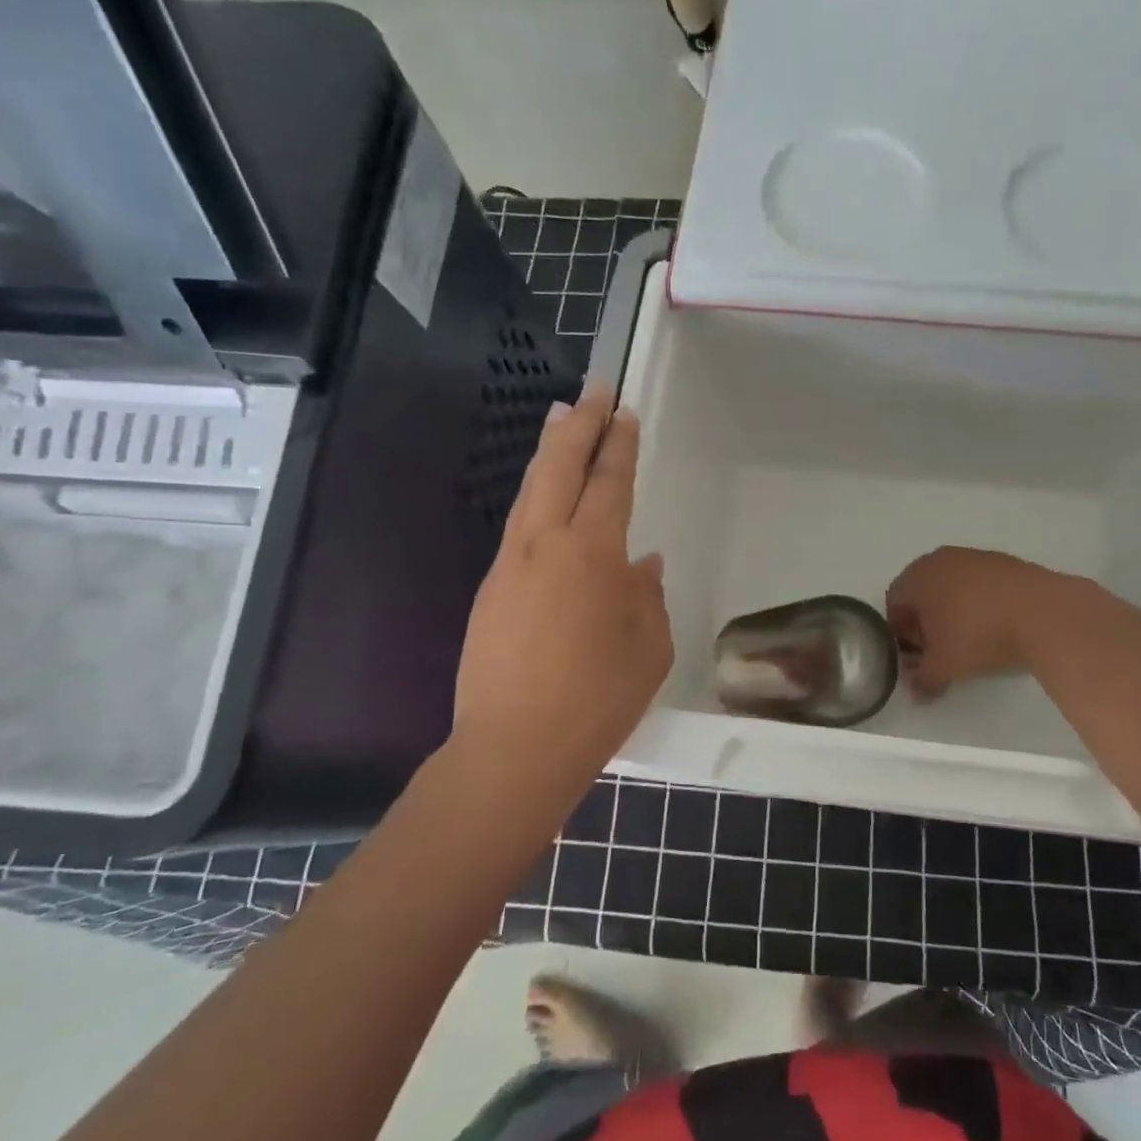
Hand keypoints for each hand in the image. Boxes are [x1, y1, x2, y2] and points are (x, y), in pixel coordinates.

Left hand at [449, 391, 671, 798]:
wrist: (515, 748)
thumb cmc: (599, 697)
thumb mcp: (649, 646)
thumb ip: (647, 595)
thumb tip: (642, 563)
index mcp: (592, 552)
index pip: (608, 482)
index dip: (619, 445)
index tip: (624, 413)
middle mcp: (544, 544)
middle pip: (558, 467)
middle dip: (579, 425)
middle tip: (593, 392)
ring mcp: (509, 565)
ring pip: (530, 491)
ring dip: (548, 452)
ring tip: (560, 422)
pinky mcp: (490, 591)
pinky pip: (519, 527)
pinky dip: (536, 497)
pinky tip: (546, 502)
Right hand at [885, 547, 1051, 698]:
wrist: (1044, 613)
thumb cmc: (978, 635)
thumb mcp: (944, 666)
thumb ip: (923, 679)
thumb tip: (916, 691)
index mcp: (917, 577)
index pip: (894, 604)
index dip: (901, 634)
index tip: (917, 657)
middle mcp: (941, 559)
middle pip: (922, 593)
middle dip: (926, 623)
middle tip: (940, 651)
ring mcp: (975, 557)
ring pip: (952, 587)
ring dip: (954, 612)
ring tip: (971, 641)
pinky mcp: (1005, 562)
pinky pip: (980, 585)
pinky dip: (980, 604)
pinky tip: (996, 627)